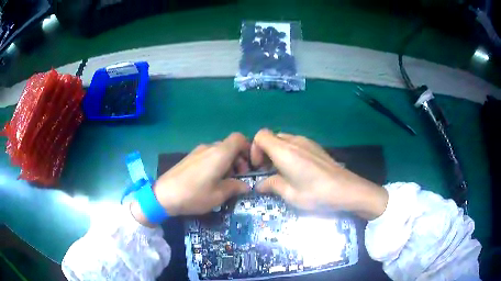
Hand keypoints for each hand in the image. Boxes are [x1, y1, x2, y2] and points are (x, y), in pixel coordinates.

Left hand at [131, 133, 250, 224]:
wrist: (163, 195)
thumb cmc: (194, 195)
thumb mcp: (218, 195)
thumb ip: (235, 187)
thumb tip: (246, 186)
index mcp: (220, 153)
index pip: (239, 138)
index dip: (248, 148)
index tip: (249, 165)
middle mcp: (209, 147)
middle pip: (230, 146)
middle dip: (238, 159)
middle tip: (238, 177)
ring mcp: (198, 151)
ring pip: (219, 151)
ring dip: (227, 162)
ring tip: (224, 181)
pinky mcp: (190, 157)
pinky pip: (208, 155)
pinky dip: (215, 163)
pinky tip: (210, 180)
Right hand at [251, 129, 387, 219]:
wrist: (346, 189)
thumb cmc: (316, 194)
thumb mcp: (290, 194)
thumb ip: (272, 185)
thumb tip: (260, 185)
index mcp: (284, 151)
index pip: (261, 135)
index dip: (254, 149)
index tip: (259, 167)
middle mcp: (294, 141)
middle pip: (272, 137)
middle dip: (265, 152)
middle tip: (268, 171)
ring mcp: (307, 142)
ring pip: (284, 140)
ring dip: (277, 153)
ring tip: (282, 172)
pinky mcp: (316, 146)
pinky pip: (296, 143)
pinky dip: (289, 152)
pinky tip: (298, 169)